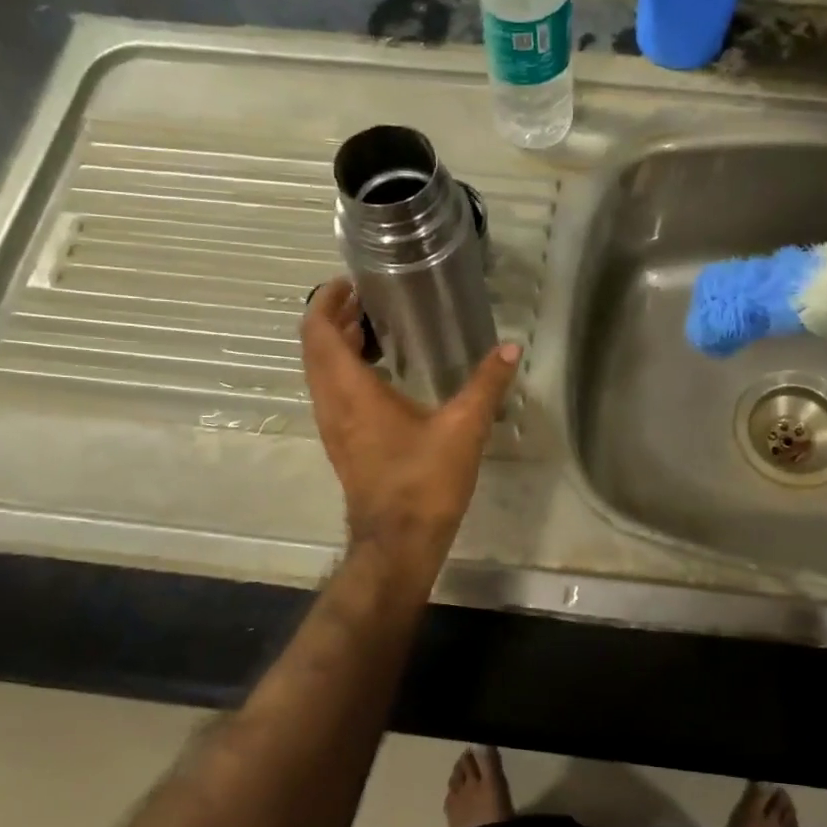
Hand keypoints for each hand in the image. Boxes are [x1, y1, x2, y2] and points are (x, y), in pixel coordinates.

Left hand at [301, 278, 520, 565]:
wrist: (399, 543)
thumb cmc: (424, 482)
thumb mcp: (463, 428)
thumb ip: (486, 385)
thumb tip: (511, 349)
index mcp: (351, 391)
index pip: (319, 332)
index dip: (326, 301)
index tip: (350, 282)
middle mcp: (332, 404)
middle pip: (316, 349)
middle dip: (336, 318)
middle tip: (368, 300)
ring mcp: (333, 428)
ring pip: (322, 373)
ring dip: (339, 346)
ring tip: (375, 330)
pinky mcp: (344, 446)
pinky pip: (333, 395)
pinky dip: (346, 373)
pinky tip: (382, 377)